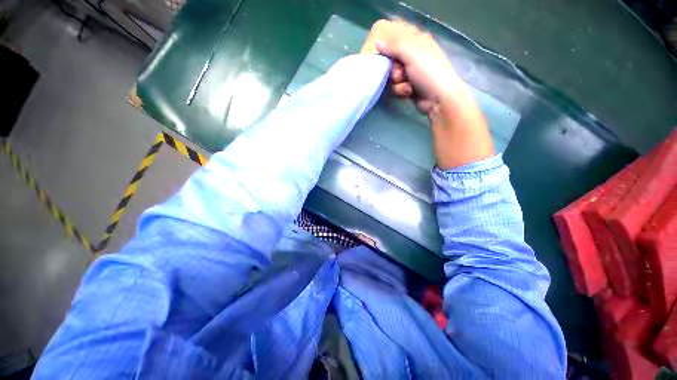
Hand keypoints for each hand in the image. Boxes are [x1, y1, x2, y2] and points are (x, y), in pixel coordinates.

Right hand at [361, 19, 494, 168]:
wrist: (446, 105)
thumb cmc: (432, 78)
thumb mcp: (414, 54)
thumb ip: (394, 41)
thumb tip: (374, 40)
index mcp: (414, 38)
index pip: (382, 32)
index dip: (376, 48)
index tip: (378, 65)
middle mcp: (412, 50)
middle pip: (385, 54)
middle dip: (387, 69)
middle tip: (397, 79)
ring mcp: (412, 69)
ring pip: (389, 71)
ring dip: (393, 82)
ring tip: (404, 89)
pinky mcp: (411, 84)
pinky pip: (396, 84)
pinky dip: (398, 90)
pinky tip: (407, 95)